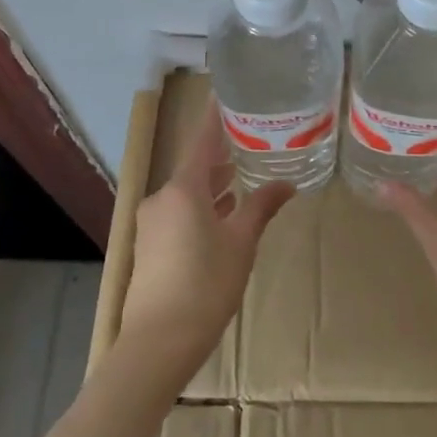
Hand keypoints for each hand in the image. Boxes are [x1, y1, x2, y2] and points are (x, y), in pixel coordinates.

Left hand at [118, 99, 294, 380]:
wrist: (158, 342)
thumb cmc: (206, 285)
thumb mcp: (241, 243)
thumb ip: (261, 207)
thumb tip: (286, 183)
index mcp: (183, 189)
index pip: (202, 140)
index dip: (216, 117)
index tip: (226, 95)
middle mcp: (162, 198)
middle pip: (194, 167)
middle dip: (220, 156)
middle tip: (249, 140)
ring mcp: (152, 222)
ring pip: (186, 192)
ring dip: (212, 185)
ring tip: (241, 178)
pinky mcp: (150, 245)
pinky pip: (178, 212)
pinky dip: (200, 207)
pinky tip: (220, 216)